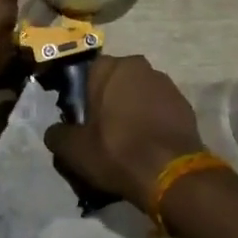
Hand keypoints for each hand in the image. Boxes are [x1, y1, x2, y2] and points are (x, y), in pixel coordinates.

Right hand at [43, 54, 204, 207]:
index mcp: (109, 68)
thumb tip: (55, 132)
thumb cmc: (117, 151)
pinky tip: (149, 144)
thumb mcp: (75, 150)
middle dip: (109, 101)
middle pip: (116, 81)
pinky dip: (153, 120)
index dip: (83, 97)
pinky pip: (159, 108)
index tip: (82, 121)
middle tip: (103, 132)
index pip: (88, 74)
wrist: (170, 172)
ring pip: (139, 92)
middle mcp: (138, 65)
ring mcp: (164, 82)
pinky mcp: (183, 102)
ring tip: (128, 141)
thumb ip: (58, 135)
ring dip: (133, 109)